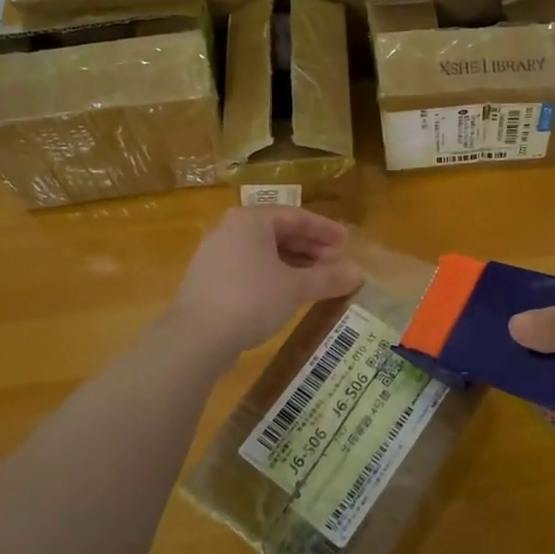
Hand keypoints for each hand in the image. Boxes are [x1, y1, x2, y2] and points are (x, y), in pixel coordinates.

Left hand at [169, 207, 364, 359]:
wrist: (195, 336)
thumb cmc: (251, 299)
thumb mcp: (295, 288)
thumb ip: (328, 279)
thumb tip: (358, 274)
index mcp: (252, 220)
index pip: (297, 216)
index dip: (325, 230)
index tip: (347, 243)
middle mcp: (231, 229)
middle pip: (279, 232)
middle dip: (311, 248)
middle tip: (336, 264)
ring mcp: (216, 253)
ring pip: (264, 251)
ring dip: (294, 263)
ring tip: (317, 280)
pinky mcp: (209, 278)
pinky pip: (250, 266)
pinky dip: (274, 274)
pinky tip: (288, 293)